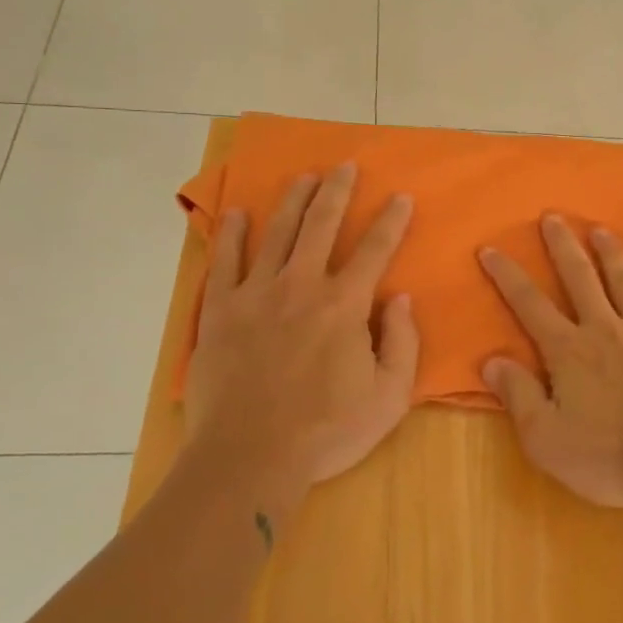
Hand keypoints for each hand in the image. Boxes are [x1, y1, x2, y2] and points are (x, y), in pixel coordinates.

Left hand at [184, 164, 419, 496]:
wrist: (249, 456)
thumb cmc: (326, 432)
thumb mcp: (388, 398)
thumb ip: (403, 343)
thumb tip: (401, 299)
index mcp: (344, 304)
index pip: (374, 250)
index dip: (391, 221)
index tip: (401, 196)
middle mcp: (301, 285)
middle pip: (321, 225)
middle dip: (337, 192)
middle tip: (345, 166)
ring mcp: (256, 294)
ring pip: (276, 233)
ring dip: (292, 201)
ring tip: (304, 177)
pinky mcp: (219, 310)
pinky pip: (224, 262)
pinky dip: (232, 235)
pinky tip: (238, 213)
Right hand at [478, 216, 622, 506]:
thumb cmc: (609, 454)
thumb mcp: (546, 438)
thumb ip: (518, 395)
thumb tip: (491, 360)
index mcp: (568, 351)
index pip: (530, 304)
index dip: (507, 276)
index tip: (490, 248)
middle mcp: (604, 331)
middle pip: (580, 279)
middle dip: (563, 246)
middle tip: (553, 216)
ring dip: (611, 255)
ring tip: (602, 230)